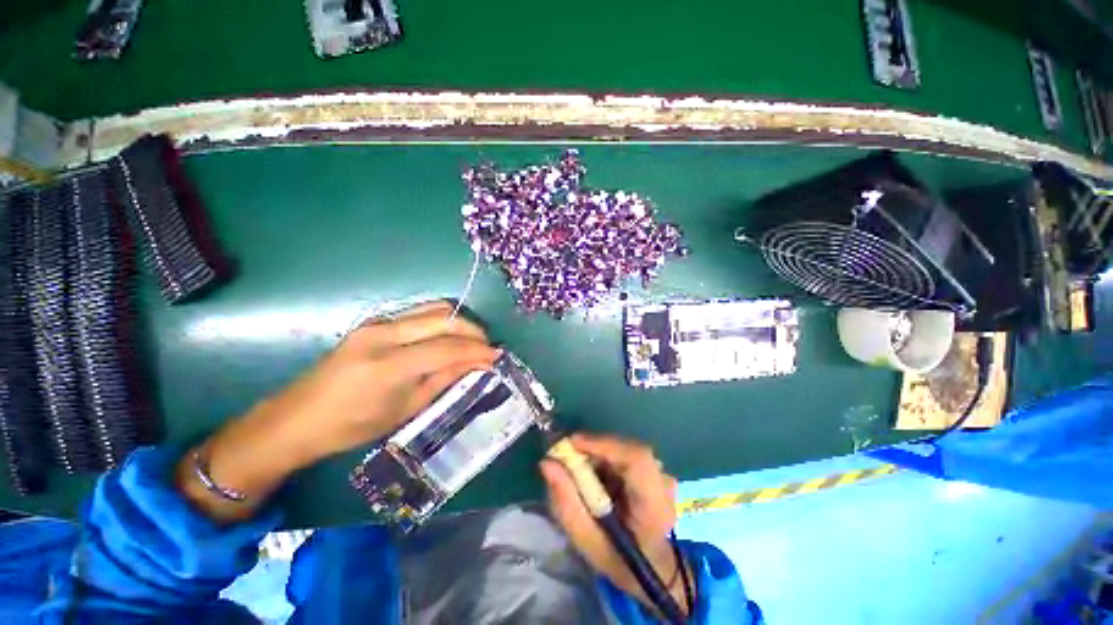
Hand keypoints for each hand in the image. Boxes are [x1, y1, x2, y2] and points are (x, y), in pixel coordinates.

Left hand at [177, 300, 498, 521]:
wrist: (298, 418)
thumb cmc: (352, 426)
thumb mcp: (406, 409)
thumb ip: (444, 379)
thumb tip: (478, 364)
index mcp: (390, 365)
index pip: (447, 347)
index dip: (477, 351)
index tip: (497, 356)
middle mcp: (384, 335)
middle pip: (444, 319)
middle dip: (473, 331)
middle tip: (488, 347)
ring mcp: (377, 323)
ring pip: (433, 308)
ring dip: (459, 322)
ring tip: (472, 341)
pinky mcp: (374, 322)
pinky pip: (419, 313)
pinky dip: (442, 321)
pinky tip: (448, 336)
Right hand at [540, 434, 689, 615]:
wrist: (655, 571)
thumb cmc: (621, 562)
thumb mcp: (587, 542)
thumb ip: (566, 503)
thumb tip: (547, 463)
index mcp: (654, 506)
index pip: (636, 459)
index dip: (603, 444)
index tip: (572, 444)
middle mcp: (664, 483)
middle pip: (626, 449)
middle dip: (594, 448)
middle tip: (567, 457)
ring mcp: (662, 474)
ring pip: (624, 449)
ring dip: (598, 454)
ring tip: (579, 470)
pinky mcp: (655, 470)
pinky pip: (626, 453)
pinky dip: (606, 458)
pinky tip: (596, 476)